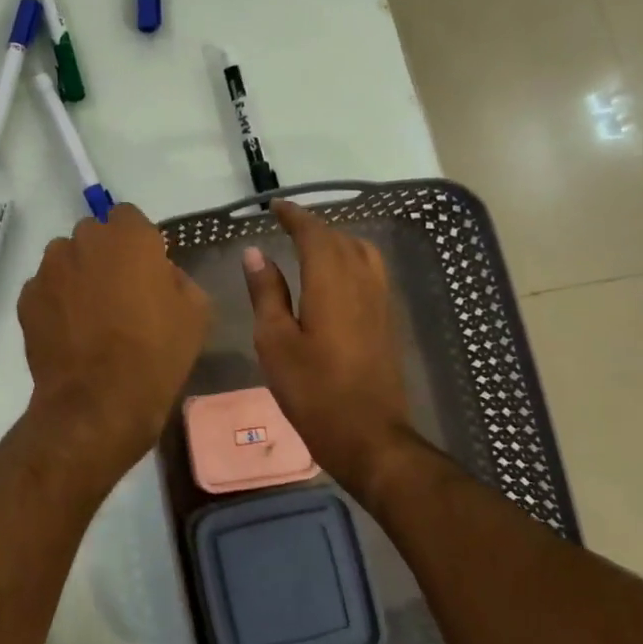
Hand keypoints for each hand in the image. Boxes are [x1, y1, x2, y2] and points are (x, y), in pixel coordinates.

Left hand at [19, 204, 211, 468]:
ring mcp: (49, 269)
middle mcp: (83, 241)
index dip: (137, 242)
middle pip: (93, 235)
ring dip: (76, 275)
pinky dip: (54, 302)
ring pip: (64, 259)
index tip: (144, 269)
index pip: (128, 217)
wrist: (99, 402)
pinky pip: (44, 289)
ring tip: (88, 315)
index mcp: (128, 237)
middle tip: (117, 292)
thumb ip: (177, 278)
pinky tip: (68, 333)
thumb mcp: (196, 313)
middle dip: (103, 255)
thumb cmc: (156, 354)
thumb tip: (159, 274)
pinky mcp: (26, 298)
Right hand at [242, 200, 414, 497]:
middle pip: (340, 239)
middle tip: (286, 225)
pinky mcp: (386, 320)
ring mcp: (380, 301)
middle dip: (313, 226)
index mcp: (331, 283)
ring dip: (335, 240)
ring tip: (310, 246)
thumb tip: (256, 253)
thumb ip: (266, 293)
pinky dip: (350, 259)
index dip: (295, 216)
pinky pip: (370, 271)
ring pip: (361, 252)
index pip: (314, 234)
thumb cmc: (313, 391)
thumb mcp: (275, 342)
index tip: (275, 207)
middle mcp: (361, 283)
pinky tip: (334, 276)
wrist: (369, 436)